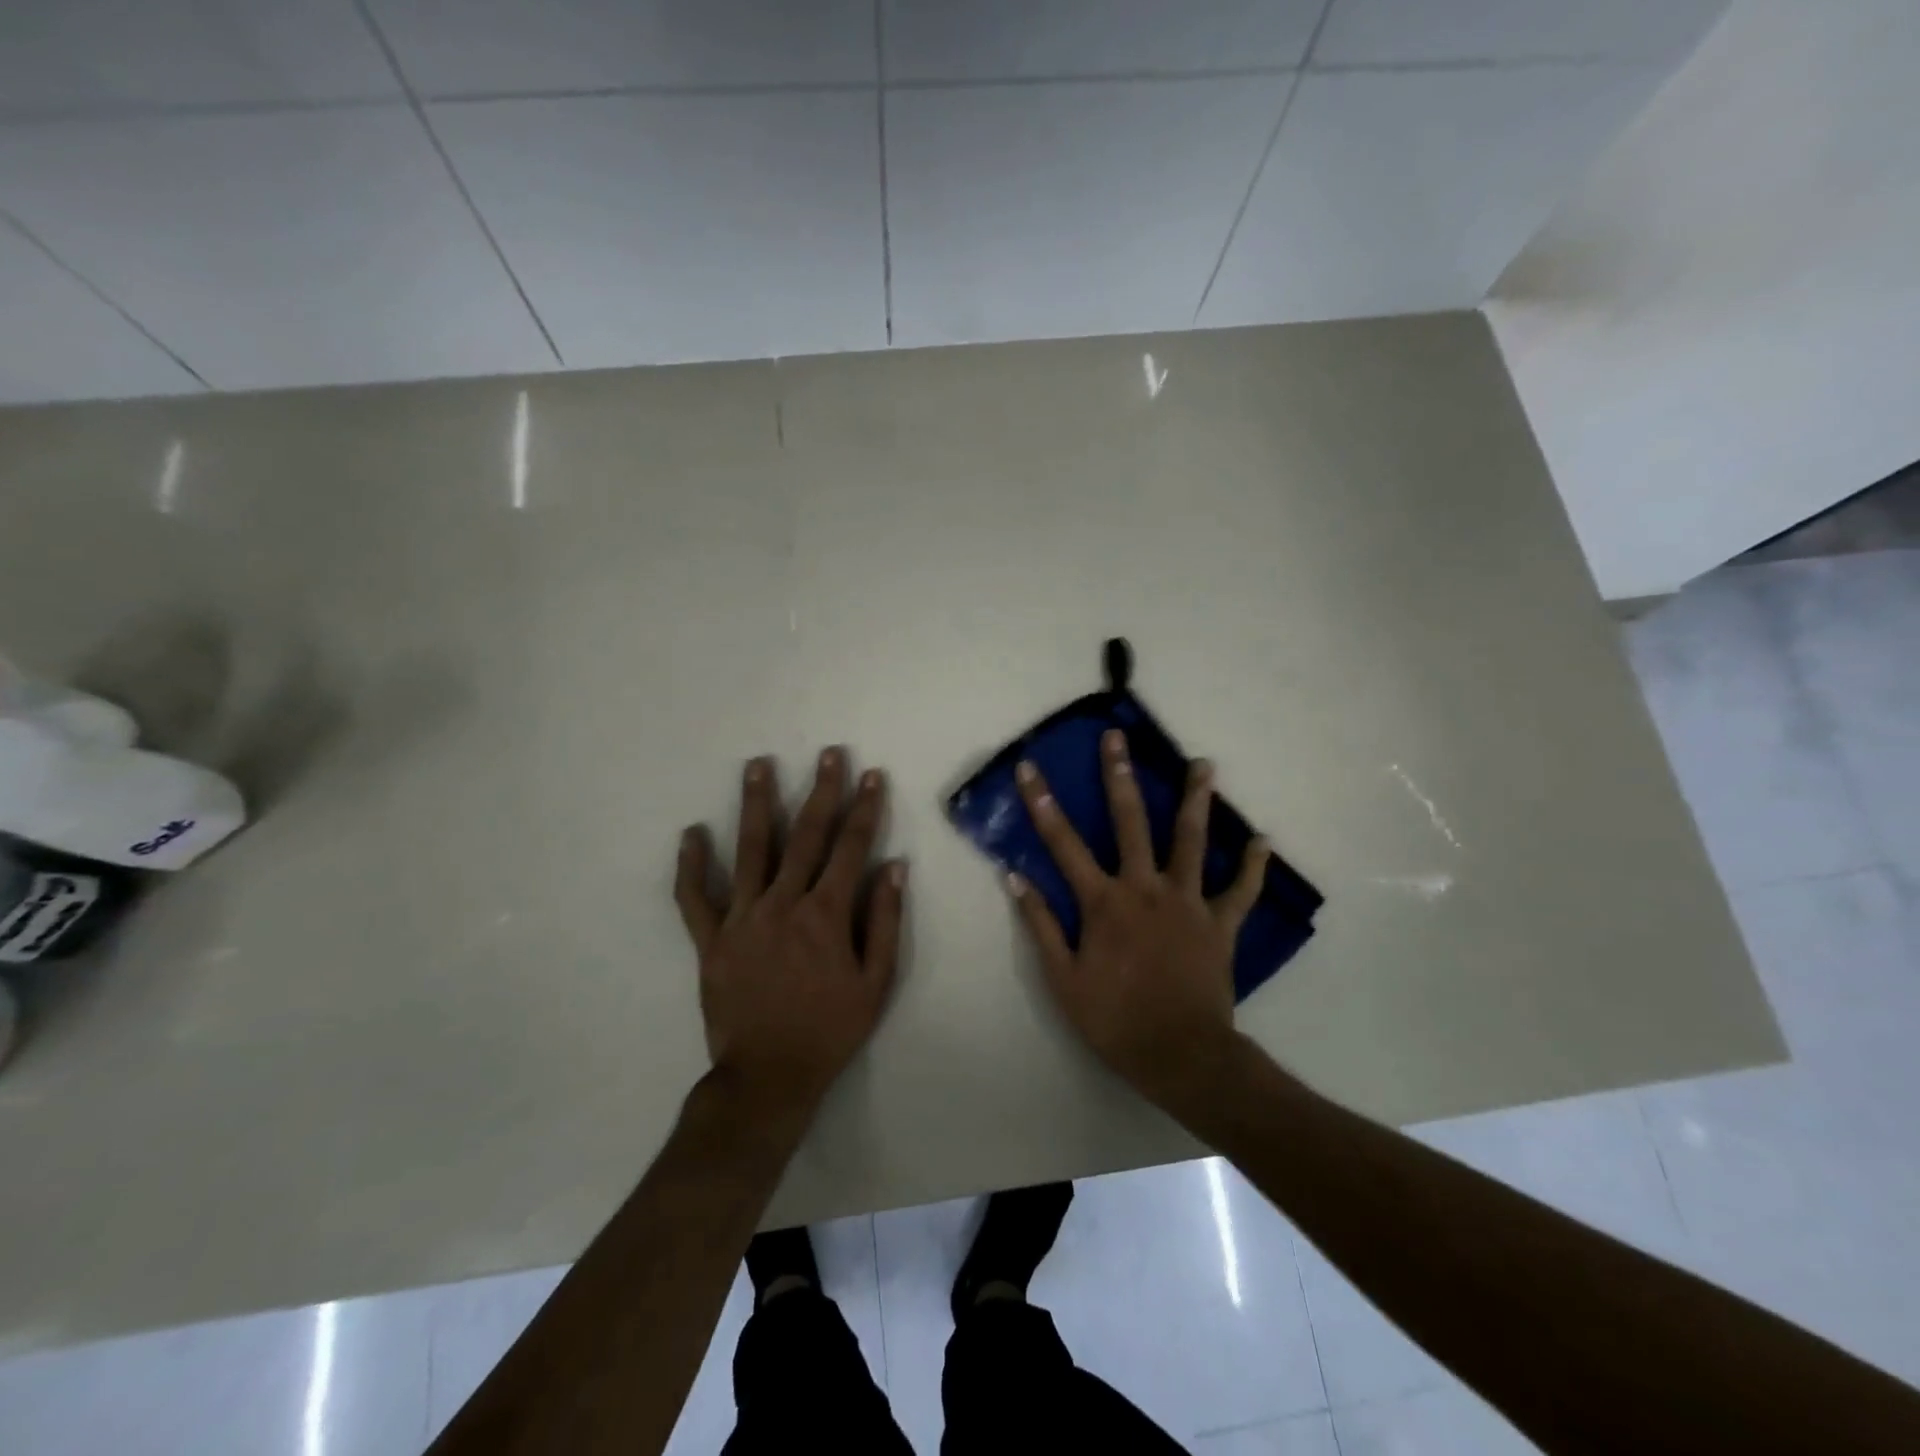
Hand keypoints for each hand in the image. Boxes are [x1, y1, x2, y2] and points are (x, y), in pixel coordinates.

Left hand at [675, 747, 906, 1120]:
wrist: (768, 1077)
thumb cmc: (830, 1030)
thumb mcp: (876, 983)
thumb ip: (886, 922)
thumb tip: (894, 868)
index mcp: (826, 915)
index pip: (851, 847)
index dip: (864, 808)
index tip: (871, 775)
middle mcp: (784, 904)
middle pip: (805, 835)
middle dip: (821, 790)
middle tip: (828, 753)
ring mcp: (742, 918)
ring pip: (750, 850)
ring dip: (756, 804)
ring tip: (758, 765)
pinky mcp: (710, 939)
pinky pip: (695, 897)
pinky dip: (692, 865)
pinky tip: (691, 833)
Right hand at [1009, 729, 1266, 1114]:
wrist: (1181, 1056)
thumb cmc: (1114, 1020)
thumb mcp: (1062, 979)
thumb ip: (1040, 924)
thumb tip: (1015, 877)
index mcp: (1104, 902)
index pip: (1064, 843)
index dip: (1043, 804)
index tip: (1031, 768)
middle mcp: (1145, 889)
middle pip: (1131, 822)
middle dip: (1120, 776)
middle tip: (1118, 739)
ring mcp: (1188, 903)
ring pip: (1191, 841)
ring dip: (1196, 800)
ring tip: (1204, 764)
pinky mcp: (1221, 924)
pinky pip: (1240, 890)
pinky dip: (1250, 865)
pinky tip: (1261, 839)